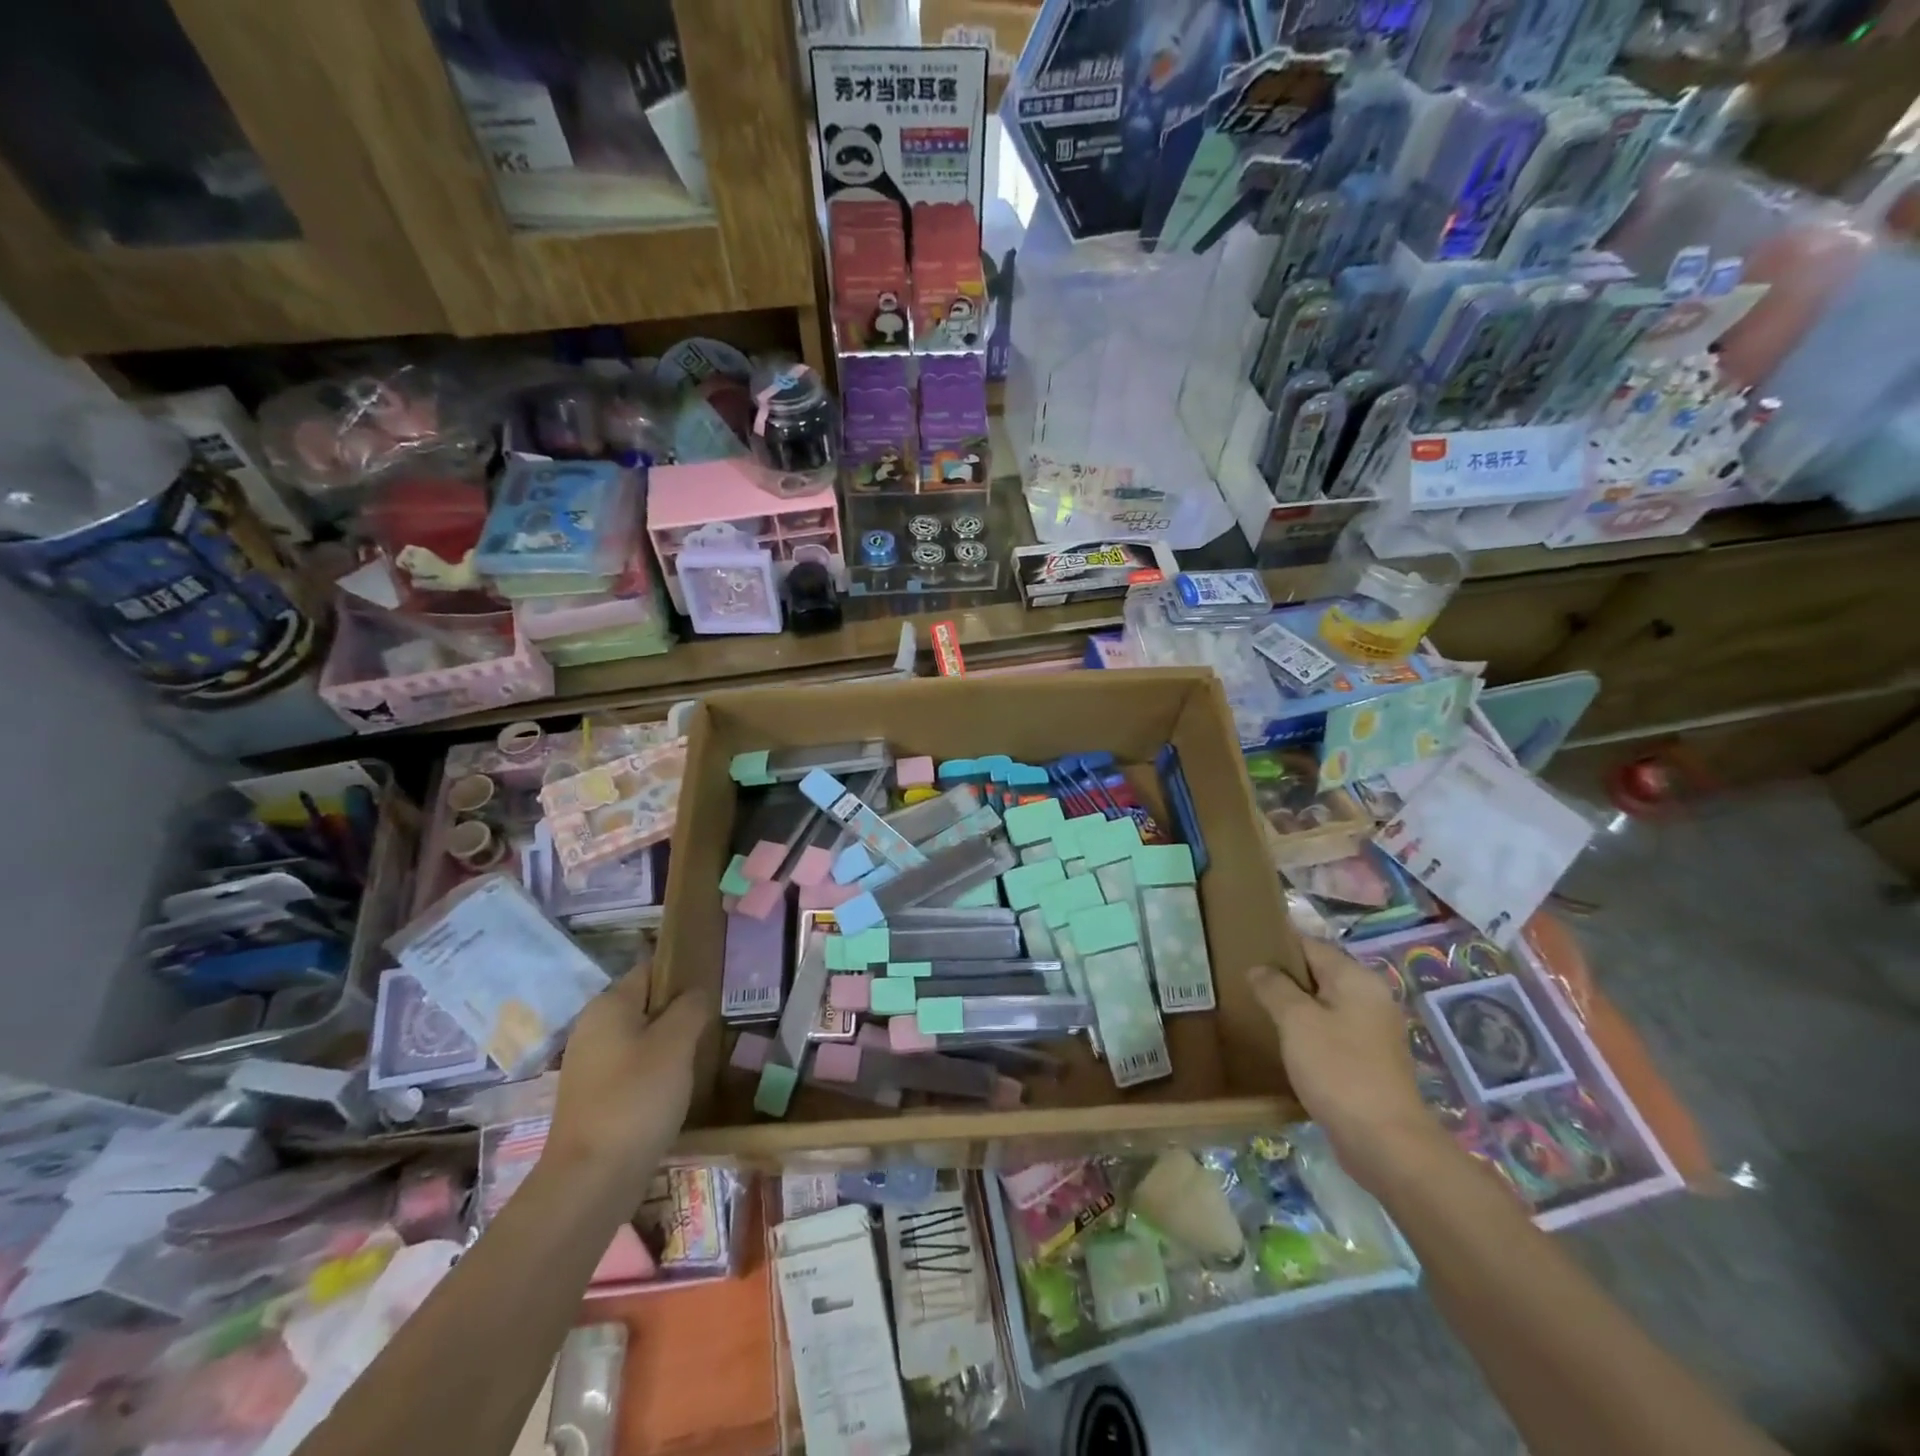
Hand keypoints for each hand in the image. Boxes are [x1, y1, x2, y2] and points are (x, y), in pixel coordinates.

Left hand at [549, 981, 710, 1203]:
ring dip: (671, 1043)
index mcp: (608, 1005)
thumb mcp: (676, 1044)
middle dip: (680, 1010)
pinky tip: (679, 1086)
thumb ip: (691, 1007)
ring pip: (641, 1038)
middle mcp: (593, 1028)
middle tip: (716, 1021)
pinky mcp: (594, 1097)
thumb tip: (698, 992)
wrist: (591, 1180)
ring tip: (704, 1053)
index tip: (716, 983)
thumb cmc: (636, 1099)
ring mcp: (590, 1065)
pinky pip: (633, 1068)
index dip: (684, 971)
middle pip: (646, 1004)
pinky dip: (656, 1071)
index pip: (651, 969)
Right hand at [1250, 940, 1449, 1193]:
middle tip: (1243, 981)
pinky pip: (1331, 1031)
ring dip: (1294, 1006)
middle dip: (1283, 977)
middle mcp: (1370, 998)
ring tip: (1257, 1009)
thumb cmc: (1338, 1070)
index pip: (1310, 945)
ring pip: (1324, 1004)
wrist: (1385, 1143)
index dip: (1276, 945)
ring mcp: (1373, 1031)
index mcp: (1356, 979)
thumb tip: (1259, 969)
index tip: (1243, 950)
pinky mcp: (1369, 1061)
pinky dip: (1308, 1031)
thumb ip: (1274, 987)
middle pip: (1318, 973)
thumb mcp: (1296, 1021)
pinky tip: (1283, 1042)